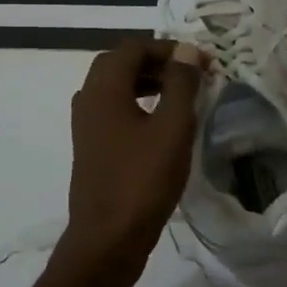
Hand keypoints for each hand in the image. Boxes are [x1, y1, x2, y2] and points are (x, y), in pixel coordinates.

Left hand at [62, 37, 206, 272]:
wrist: (108, 238)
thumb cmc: (143, 180)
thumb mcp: (172, 128)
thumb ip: (181, 84)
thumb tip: (187, 50)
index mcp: (104, 89)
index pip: (133, 47)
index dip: (169, 48)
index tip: (201, 62)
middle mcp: (88, 99)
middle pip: (119, 63)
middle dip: (155, 62)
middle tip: (188, 74)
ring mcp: (85, 125)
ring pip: (114, 86)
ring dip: (145, 82)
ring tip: (179, 95)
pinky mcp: (90, 146)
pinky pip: (112, 109)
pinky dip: (136, 103)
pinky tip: (160, 124)